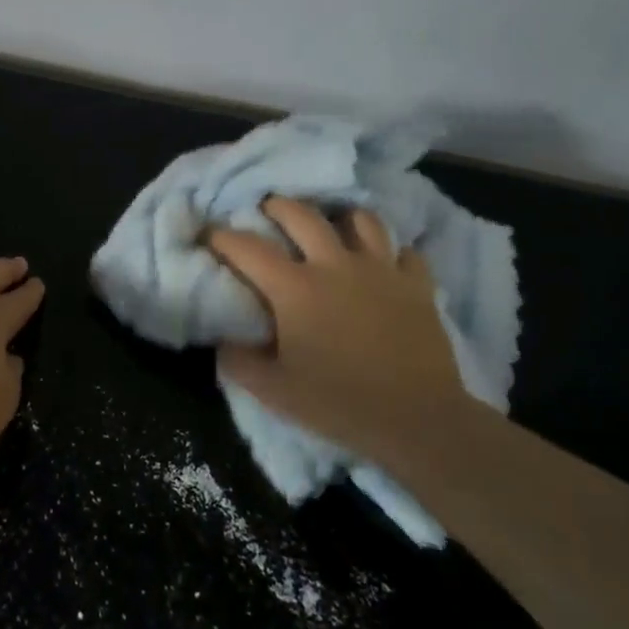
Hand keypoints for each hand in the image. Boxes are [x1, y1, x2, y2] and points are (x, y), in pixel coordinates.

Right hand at [207, 197, 463, 445]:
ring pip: (360, 220)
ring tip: (332, 228)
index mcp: (295, 288)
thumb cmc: (340, 403)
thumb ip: (238, 361)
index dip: (221, 237)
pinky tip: (384, 263)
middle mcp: (335, 265)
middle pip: (301, 214)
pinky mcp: (417, 285)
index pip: (247, 248)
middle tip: (266, 212)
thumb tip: (223, 339)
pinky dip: (391, 252)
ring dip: (340, 219)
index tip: (209, 235)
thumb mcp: (274, 392)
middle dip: (276, 207)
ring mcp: (380, 270)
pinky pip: (405, 251)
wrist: (418, 421)